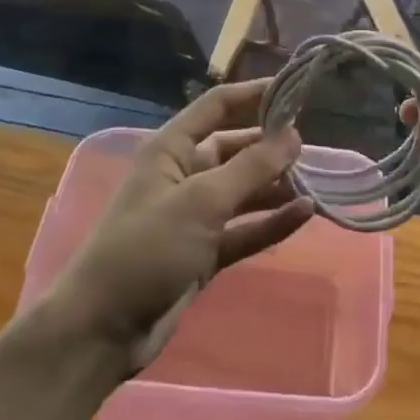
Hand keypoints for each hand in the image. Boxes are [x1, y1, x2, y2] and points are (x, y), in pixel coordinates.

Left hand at [48, 81, 311, 370]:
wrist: (104, 329)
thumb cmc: (147, 248)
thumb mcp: (202, 201)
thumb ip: (251, 167)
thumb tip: (294, 135)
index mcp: (171, 150)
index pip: (216, 107)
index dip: (253, 95)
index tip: (294, 90)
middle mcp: (184, 175)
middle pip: (234, 148)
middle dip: (270, 145)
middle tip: (312, 145)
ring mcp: (195, 216)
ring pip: (243, 190)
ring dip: (275, 186)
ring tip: (316, 180)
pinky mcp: (204, 252)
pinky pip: (245, 228)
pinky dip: (271, 222)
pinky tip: (304, 213)